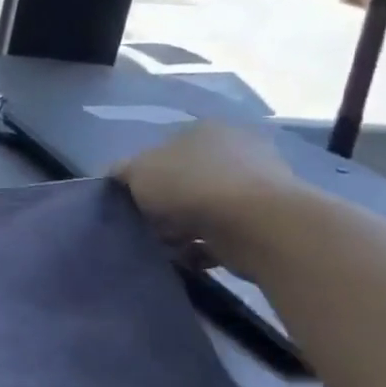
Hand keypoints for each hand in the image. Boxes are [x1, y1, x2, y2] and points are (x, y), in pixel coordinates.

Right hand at [112, 121, 305, 274]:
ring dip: (185, 227)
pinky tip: (190, 257)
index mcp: (205, 129)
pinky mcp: (268, 219)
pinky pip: (224, 233)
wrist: (256, 225)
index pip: (165, 148)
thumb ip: (122, 171)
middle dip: (166, 203)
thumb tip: (117, 174)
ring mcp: (258, 184)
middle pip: (186, 178)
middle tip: (150, 223)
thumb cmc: (190, 185)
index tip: (133, 198)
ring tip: (168, 245)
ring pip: (205, 207)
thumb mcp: (137, 171)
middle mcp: (236, 149)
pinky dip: (206, 246)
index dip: (144, 174)